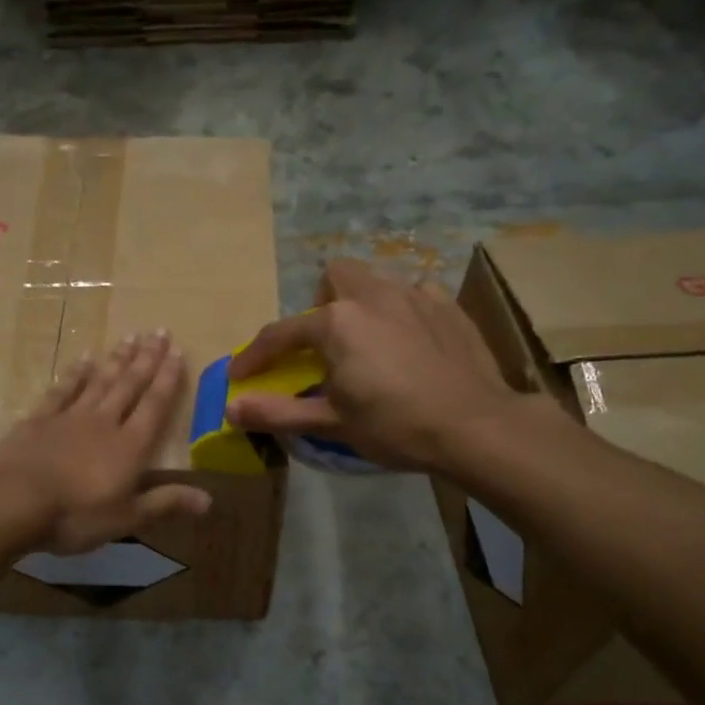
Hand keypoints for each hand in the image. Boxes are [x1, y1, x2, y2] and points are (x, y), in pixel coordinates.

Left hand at [0, 331, 211, 554]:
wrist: (15, 502)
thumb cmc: (76, 516)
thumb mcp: (127, 518)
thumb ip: (166, 503)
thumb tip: (209, 500)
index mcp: (129, 447)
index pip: (154, 406)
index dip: (168, 379)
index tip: (177, 352)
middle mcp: (104, 422)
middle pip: (129, 385)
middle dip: (147, 359)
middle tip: (159, 331)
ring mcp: (69, 417)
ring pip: (99, 381)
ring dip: (116, 360)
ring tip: (130, 337)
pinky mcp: (39, 419)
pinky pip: (62, 390)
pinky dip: (74, 374)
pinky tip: (83, 359)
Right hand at [226, 259, 524, 473]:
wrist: (475, 426)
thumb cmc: (395, 425)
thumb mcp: (331, 423)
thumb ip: (277, 412)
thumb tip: (230, 409)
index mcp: (337, 322)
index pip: (281, 334)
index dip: (255, 355)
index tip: (240, 375)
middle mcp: (373, 295)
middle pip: (334, 278)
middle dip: (321, 305)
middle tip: (325, 346)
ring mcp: (416, 294)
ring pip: (375, 282)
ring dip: (361, 305)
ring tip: (370, 344)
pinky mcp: (448, 305)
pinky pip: (415, 295)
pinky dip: (402, 313)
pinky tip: (411, 344)